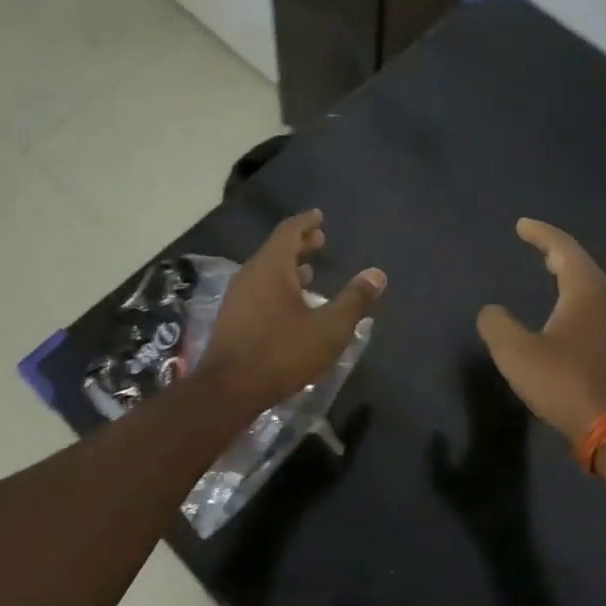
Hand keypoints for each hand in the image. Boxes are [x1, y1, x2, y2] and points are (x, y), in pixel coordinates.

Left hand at [200, 210, 386, 413]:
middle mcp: (250, 275)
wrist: (229, 390)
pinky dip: (277, 287)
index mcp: (271, 267)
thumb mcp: (328, 328)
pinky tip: (291, 306)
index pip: (289, 231)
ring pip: (265, 272)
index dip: (306, 221)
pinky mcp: (231, 319)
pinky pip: (258, 290)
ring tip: (310, 273)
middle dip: (299, 244)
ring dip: (288, 268)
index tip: (319, 215)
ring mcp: (237, 297)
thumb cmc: (282, 353)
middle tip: (320, 241)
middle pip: (276, 250)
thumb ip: (354, 300)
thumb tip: (377, 274)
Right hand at [477, 219, 605, 443]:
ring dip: (571, 278)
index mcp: (587, 291)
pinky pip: (599, 311)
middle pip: (583, 266)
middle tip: (537, 246)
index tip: (521, 225)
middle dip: (558, 253)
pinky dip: (579, 301)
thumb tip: (492, 311)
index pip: (563, 249)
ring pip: (593, 289)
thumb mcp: (516, 353)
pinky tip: (570, 315)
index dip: (540, 234)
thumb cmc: (566, 383)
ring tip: (552, 274)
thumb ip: (497, 325)